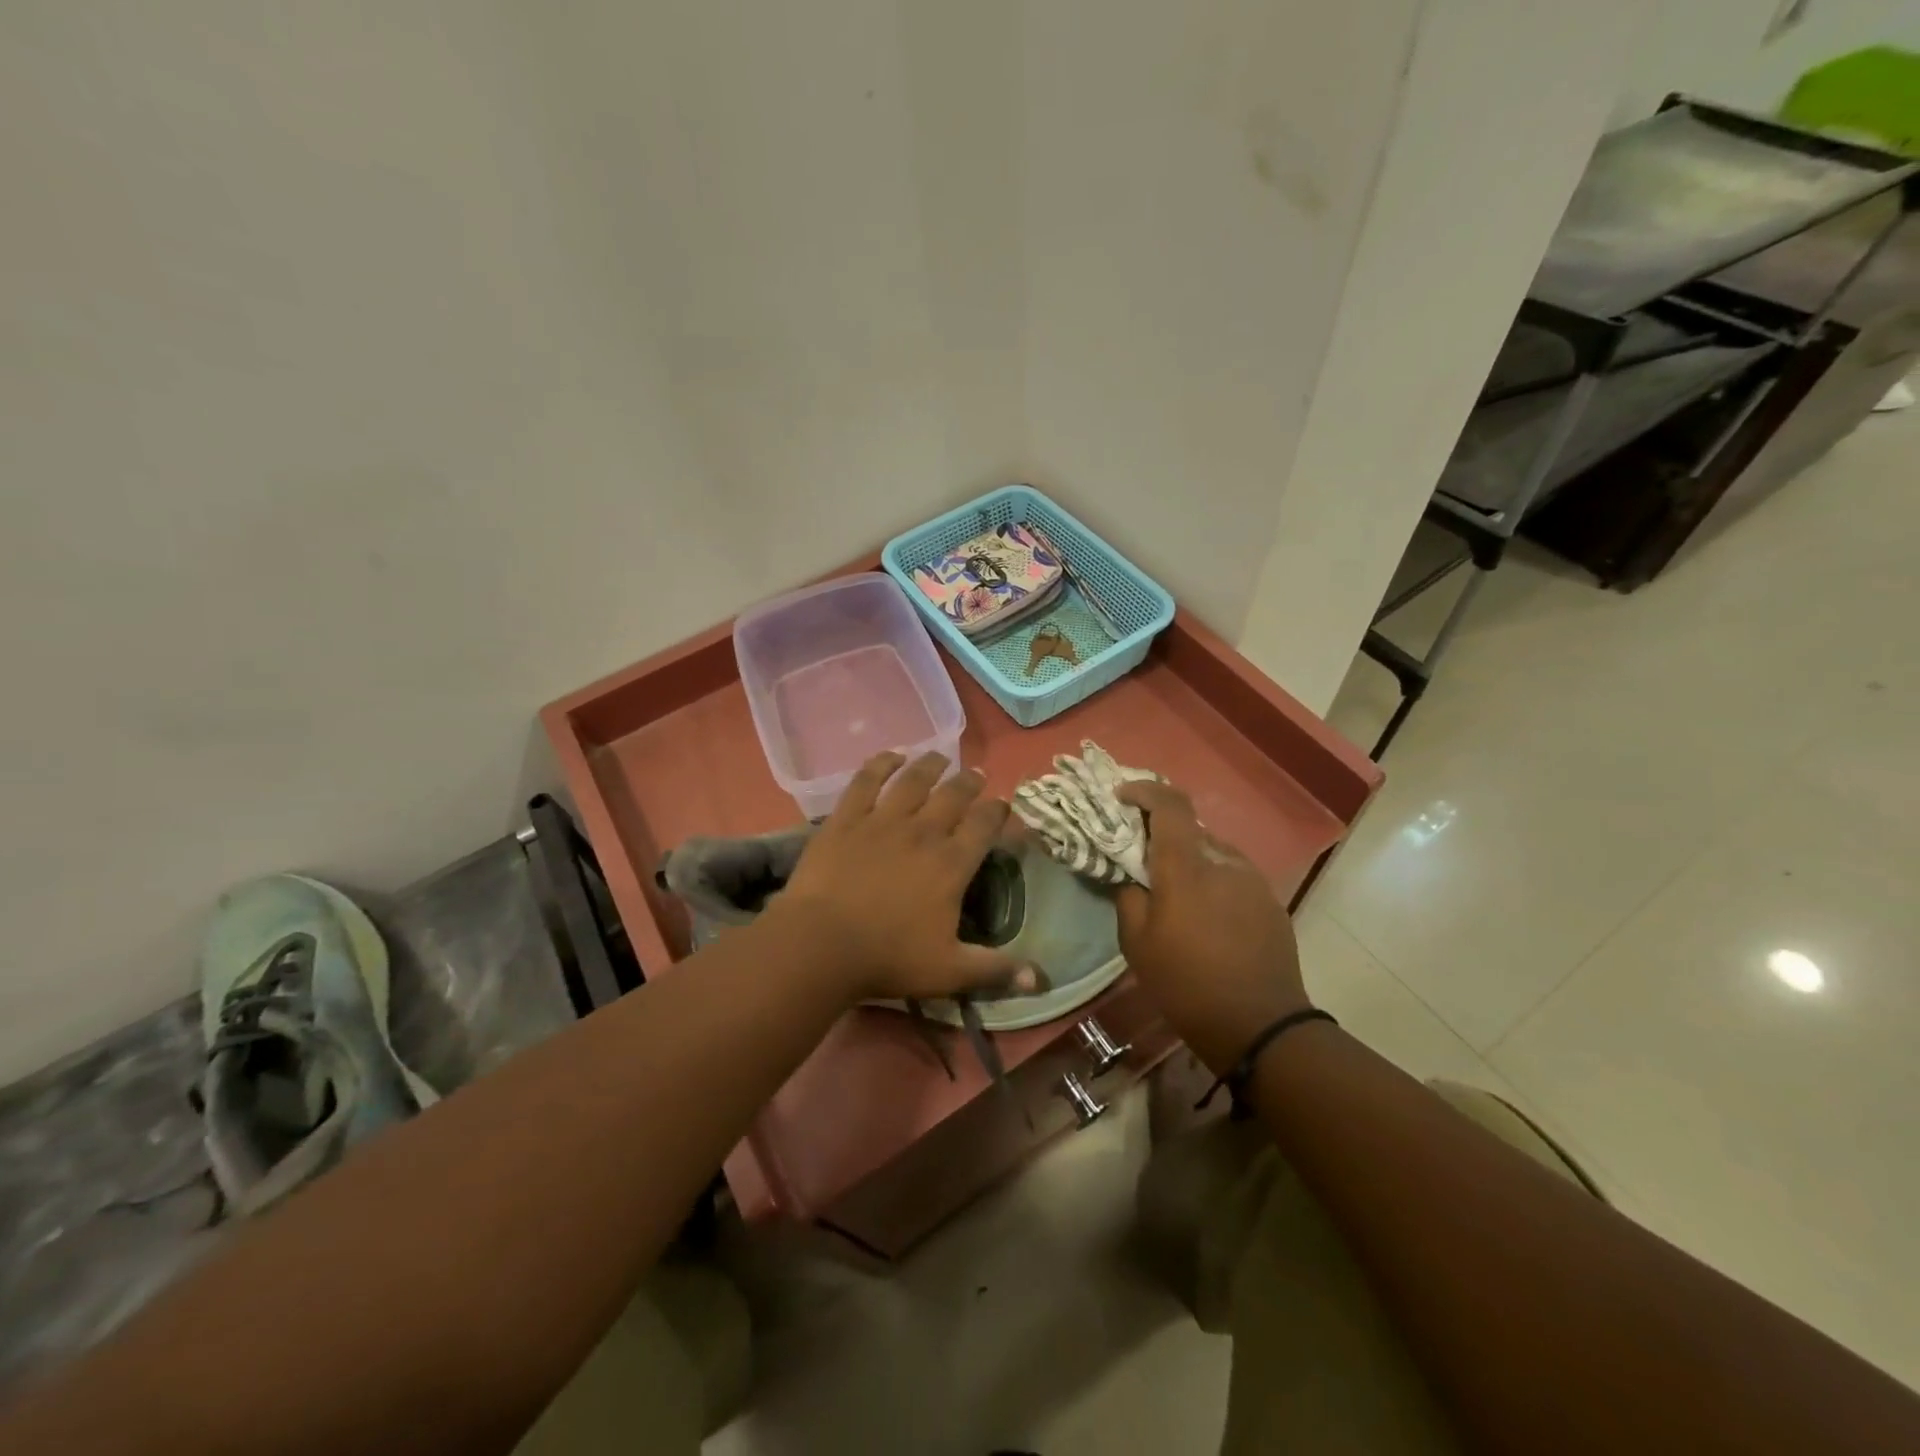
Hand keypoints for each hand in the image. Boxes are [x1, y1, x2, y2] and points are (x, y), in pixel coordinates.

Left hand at [770, 752, 1037, 1003]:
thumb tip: (1042, 980)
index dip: (998, 811)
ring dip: (931, 765)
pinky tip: (891, 756)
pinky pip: (867, 780)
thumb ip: (996, 970)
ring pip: (914, 780)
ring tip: (939, 757)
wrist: (821, 944)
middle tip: (976, 775)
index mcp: (952, 864)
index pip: (985, 825)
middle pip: (954, 795)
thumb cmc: (889, 959)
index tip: (1003, 806)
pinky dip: (881, 764)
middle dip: (970, 782)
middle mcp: (923, 832)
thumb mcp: (949, 972)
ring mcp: (883, 820)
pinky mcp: (846, 818)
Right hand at [1114, 780, 1309, 1073]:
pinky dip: (1214, 884)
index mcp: (1186, 866)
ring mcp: (1253, 881)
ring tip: (1177, 898)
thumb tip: (1134, 880)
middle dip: (1163, 836)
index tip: (1122, 798)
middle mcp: (1223, 861)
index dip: (1144, 791)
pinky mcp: (1270, 902)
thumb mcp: (1136, 944)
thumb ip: (1129, 898)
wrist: (1260, 1025)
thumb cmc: (1186, 983)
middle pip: (1190, 830)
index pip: (1169, 803)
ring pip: (1213, 854)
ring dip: (1191, 863)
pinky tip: (1208, 920)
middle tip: (1144, 862)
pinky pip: (1233, 878)